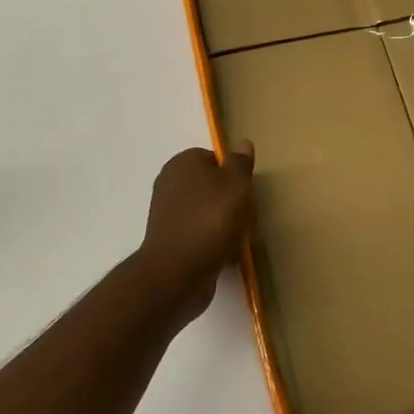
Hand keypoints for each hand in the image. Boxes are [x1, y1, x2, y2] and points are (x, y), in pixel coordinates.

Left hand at [138, 142, 255, 320]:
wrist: (178, 272)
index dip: (233, 173)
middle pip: (210, 186)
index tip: (246, 191)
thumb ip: (239, 163)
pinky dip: (212, 242)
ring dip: (223, 223)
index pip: (213, 158)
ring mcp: (167, 214)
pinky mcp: (170, 241)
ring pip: (205, 212)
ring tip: (238, 237)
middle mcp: (169, 184)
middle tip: (246, 214)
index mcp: (182, 163)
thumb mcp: (235, 185)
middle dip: (229, 200)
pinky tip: (225, 254)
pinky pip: (199, 235)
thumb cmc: (210, 220)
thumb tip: (242, 142)